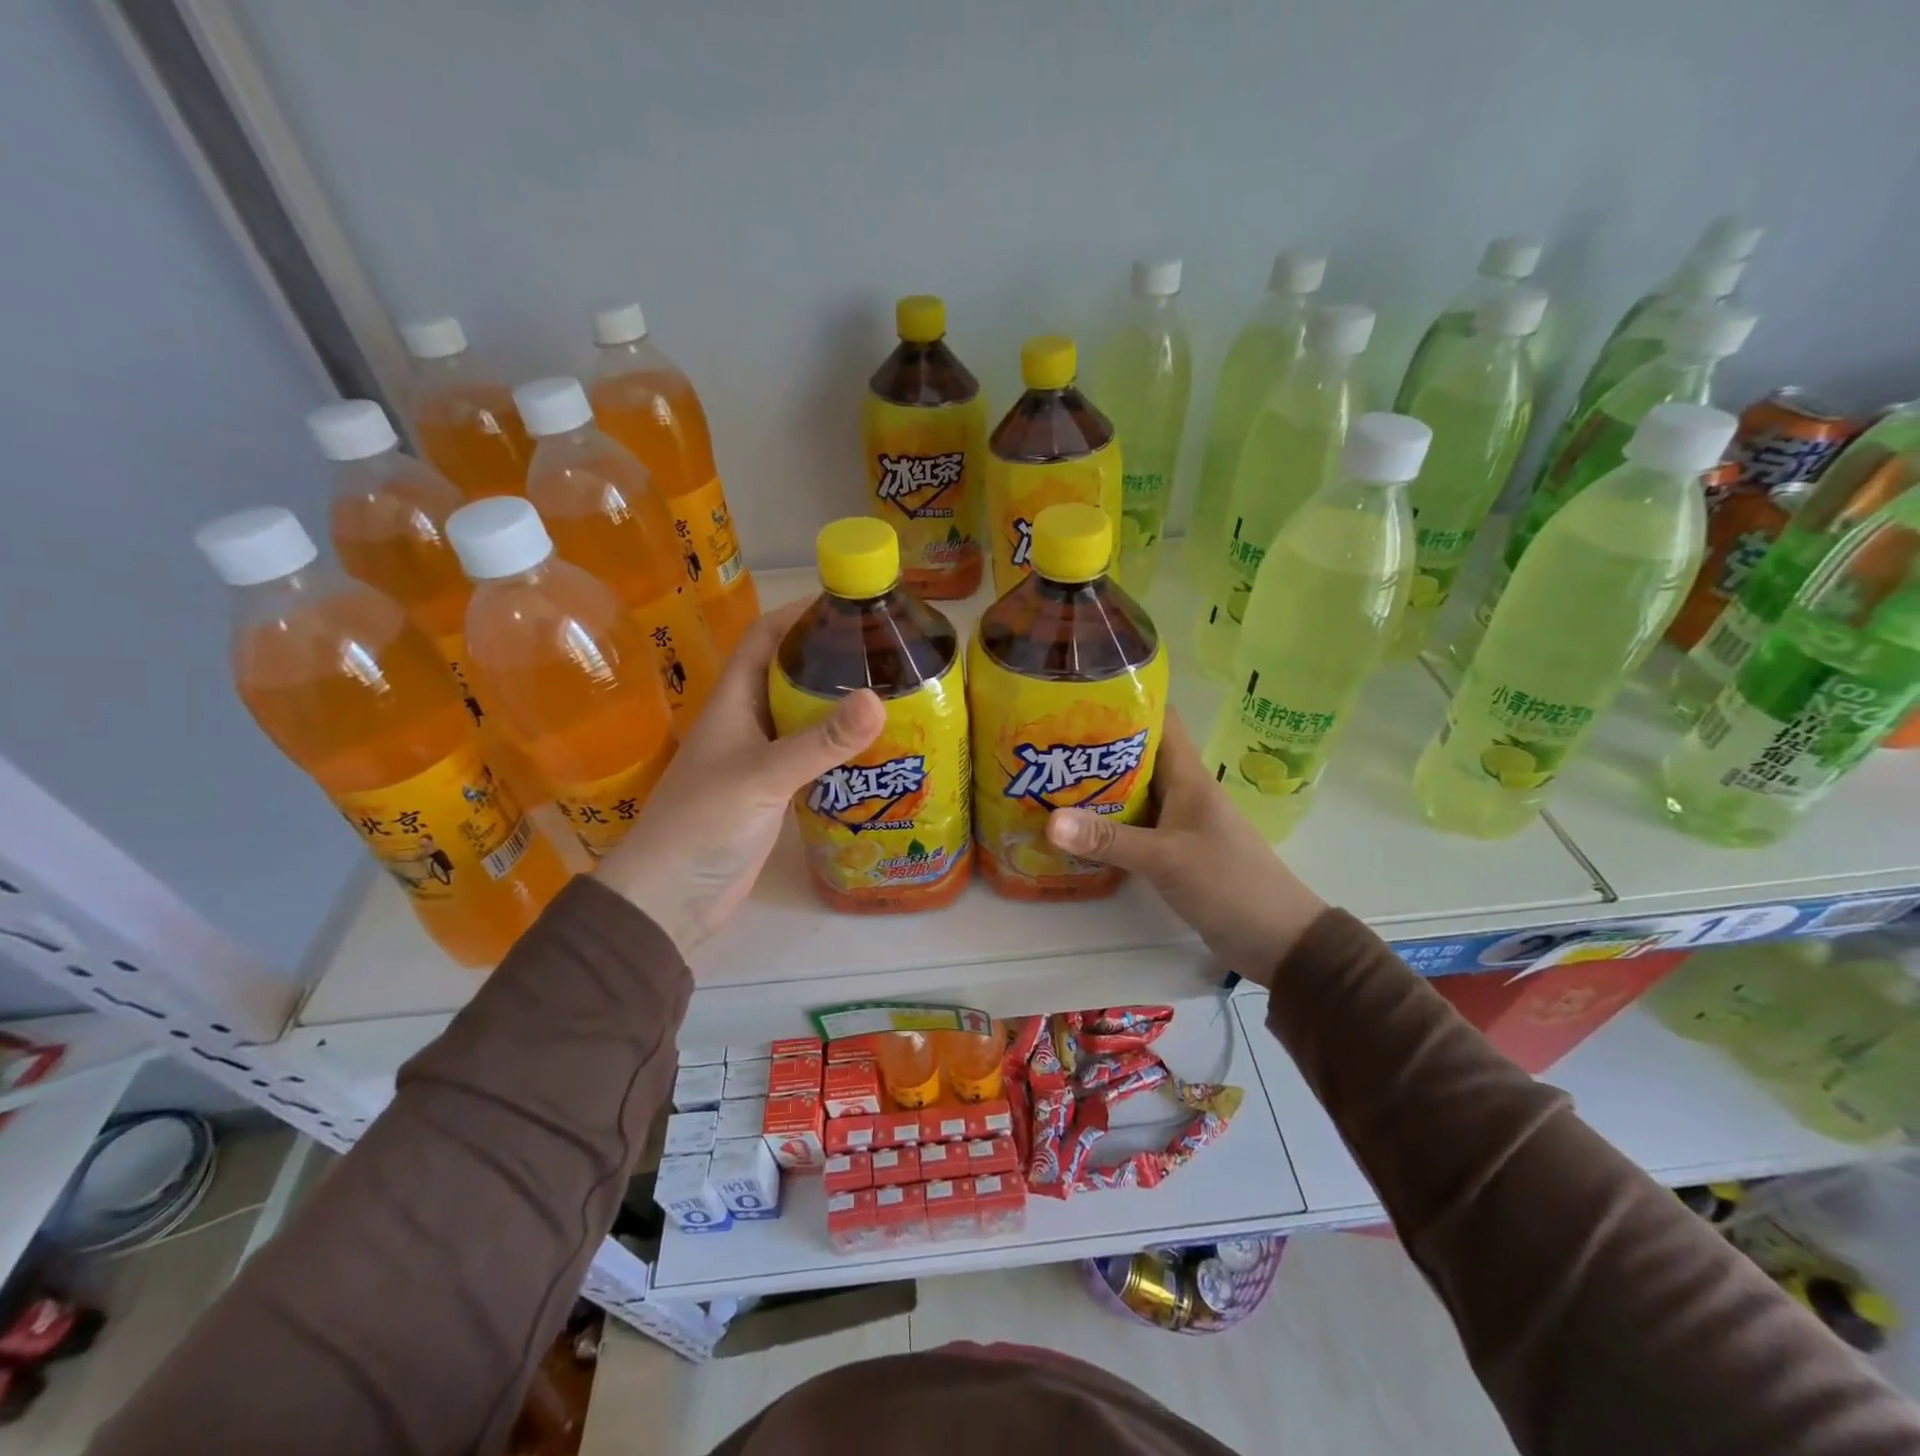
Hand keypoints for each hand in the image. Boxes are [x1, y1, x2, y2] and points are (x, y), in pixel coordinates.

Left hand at [595, 603, 884, 957]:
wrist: (671, 898)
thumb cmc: (702, 824)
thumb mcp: (762, 776)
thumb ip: (819, 741)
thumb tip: (879, 699)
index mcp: (734, 701)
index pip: (765, 637)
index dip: (800, 613)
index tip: (850, 604)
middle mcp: (748, 722)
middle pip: (792, 674)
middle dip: (833, 658)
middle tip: (888, 653)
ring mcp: (762, 758)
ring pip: (806, 717)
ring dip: (841, 706)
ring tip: (894, 696)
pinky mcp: (776, 793)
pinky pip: (814, 758)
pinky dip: (841, 750)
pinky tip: (877, 751)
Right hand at [1045, 710, 1325, 985]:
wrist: (1277, 940)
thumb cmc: (1230, 885)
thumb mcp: (1166, 859)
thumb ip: (1108, 839)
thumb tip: (1049, 821)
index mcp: (1187, 777)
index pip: (1160, 719)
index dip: (1125, 702)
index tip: (1077, 699)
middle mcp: (1180, 792)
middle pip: (1135, 755)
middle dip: (1094, 747)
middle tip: (1046, 744)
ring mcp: (1176, 823)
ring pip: (1130, 792)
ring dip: (1095, 788)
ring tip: (1047, 781)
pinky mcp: (1171, 851)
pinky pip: (1132, 827)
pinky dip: (1105, 825)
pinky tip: (1072, 830)